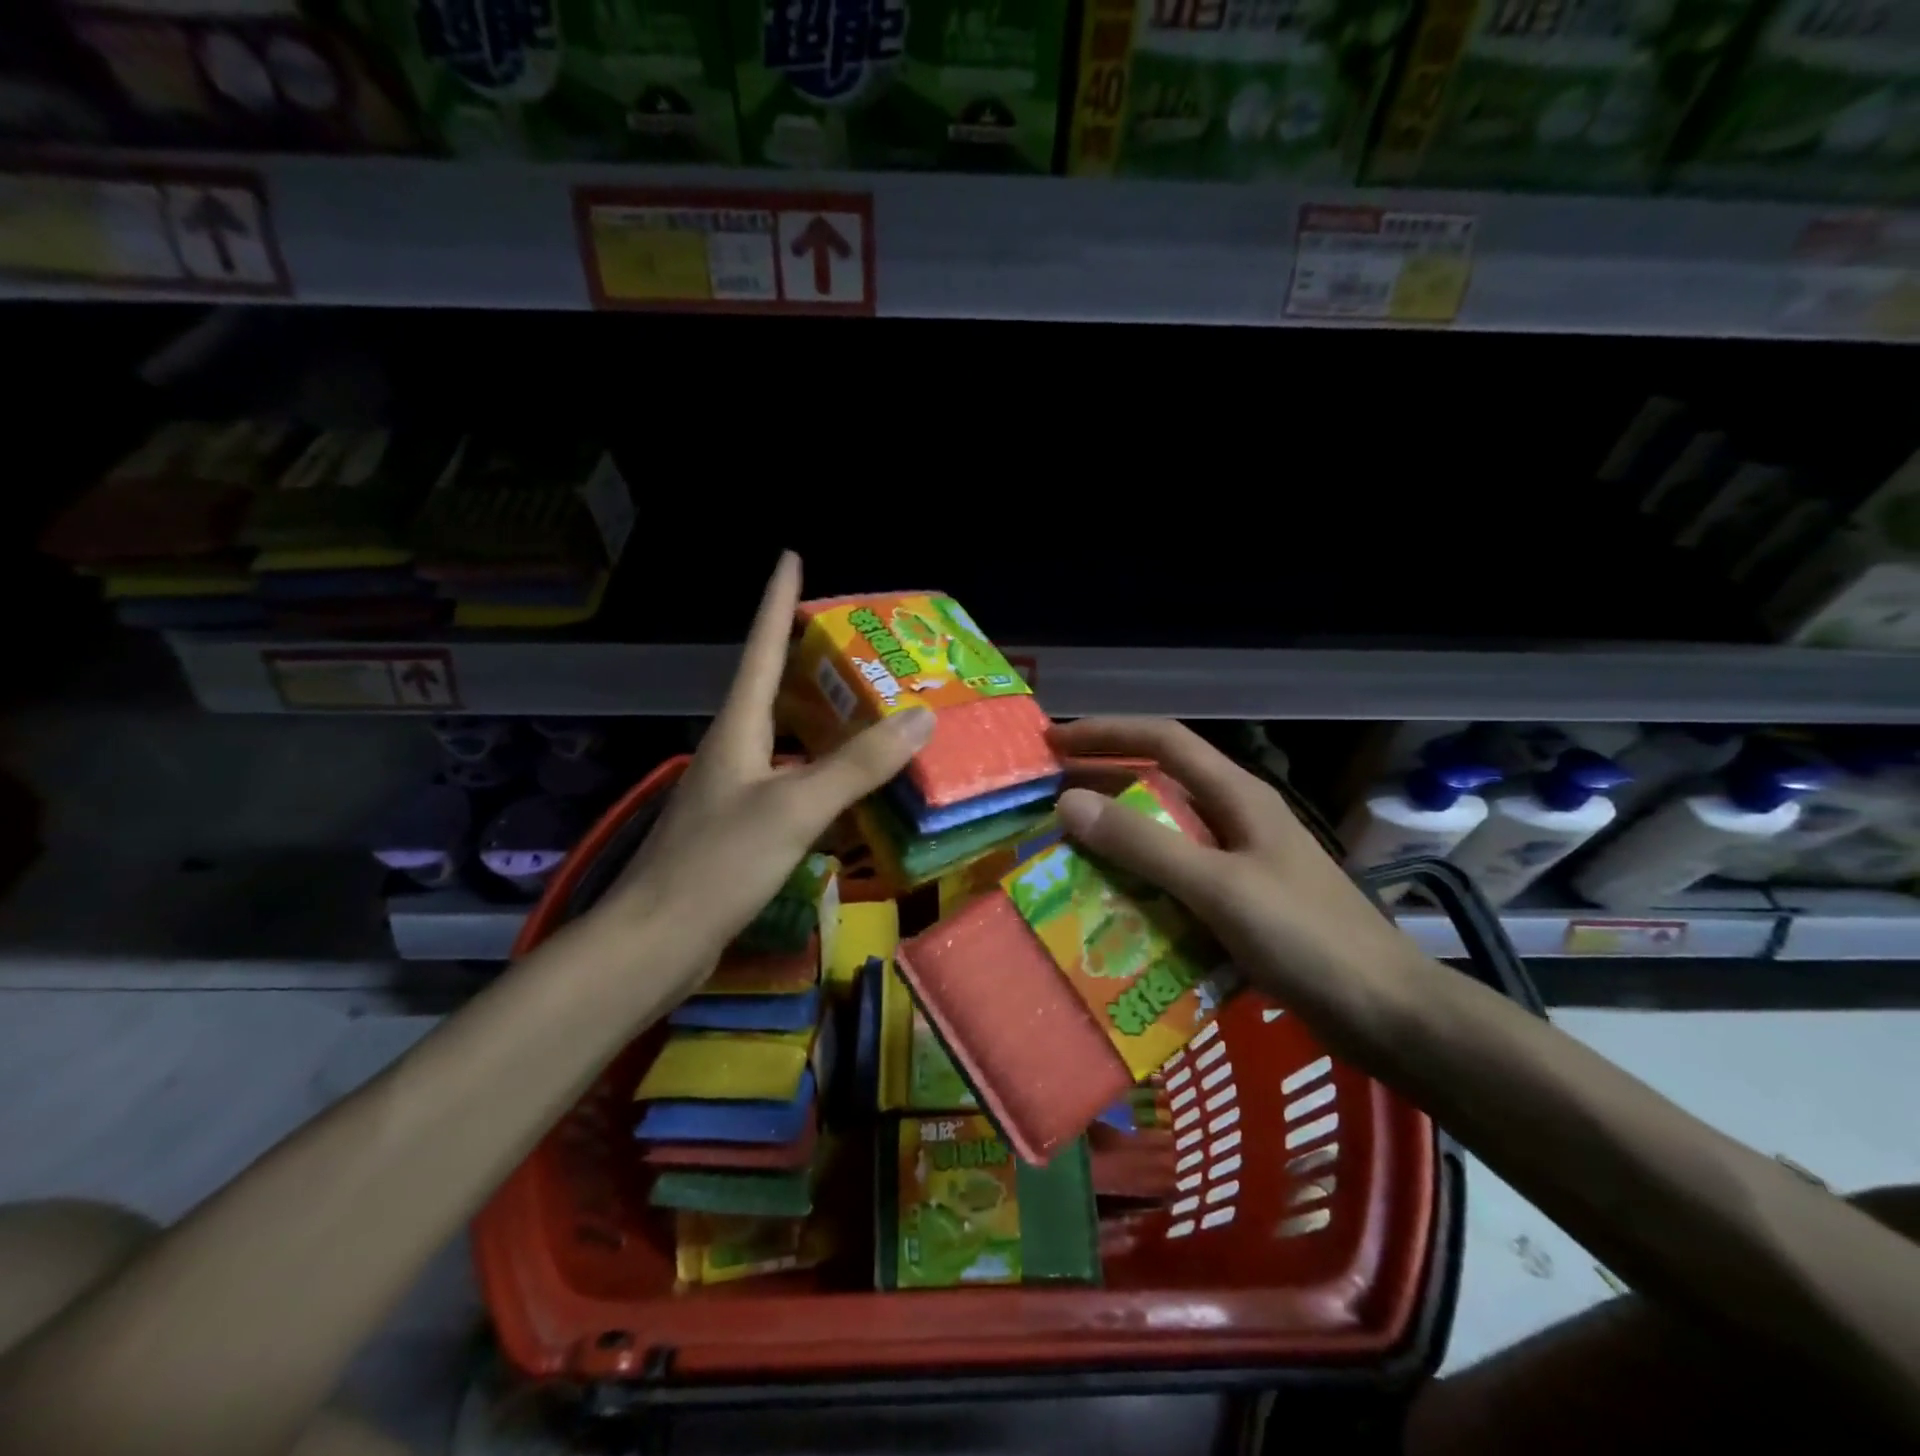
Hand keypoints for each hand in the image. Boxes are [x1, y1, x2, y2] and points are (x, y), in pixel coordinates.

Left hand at [601, 553, 933, 984]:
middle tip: (859, 642)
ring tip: (867, 703)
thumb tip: (921, 717)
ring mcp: (734, 791)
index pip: (761, 649)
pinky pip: (790, 780)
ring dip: (821, 717)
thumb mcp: (795, 808)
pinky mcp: (740, 828)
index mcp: (737, 730)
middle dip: (809, 658)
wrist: (657, 942)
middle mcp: (733, 750)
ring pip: (785, 737)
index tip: (791, 558)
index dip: (778, 602)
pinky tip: (848, 783)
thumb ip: (857, 765)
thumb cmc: (719, 864)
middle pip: (773, 688)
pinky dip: (822, 770)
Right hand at [1051, 718, 1425, 1033]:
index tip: (1054, 743)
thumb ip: (1144, 845)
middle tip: (1048, 800)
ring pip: (1167, 834)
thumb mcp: (1219, 887)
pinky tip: (1114, 907)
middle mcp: (1237, 819)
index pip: (1163, 740)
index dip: (1106, 733)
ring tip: (1068, 853)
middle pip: (1160, 783)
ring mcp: (1242, 863)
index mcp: (1237, 796)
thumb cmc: (1308, 940)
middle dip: (1104, 784)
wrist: (1390, 1016)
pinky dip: (1141, 883)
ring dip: (1119, 838)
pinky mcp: (1243, 905)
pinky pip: (1178, 879)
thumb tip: (1069, 802)